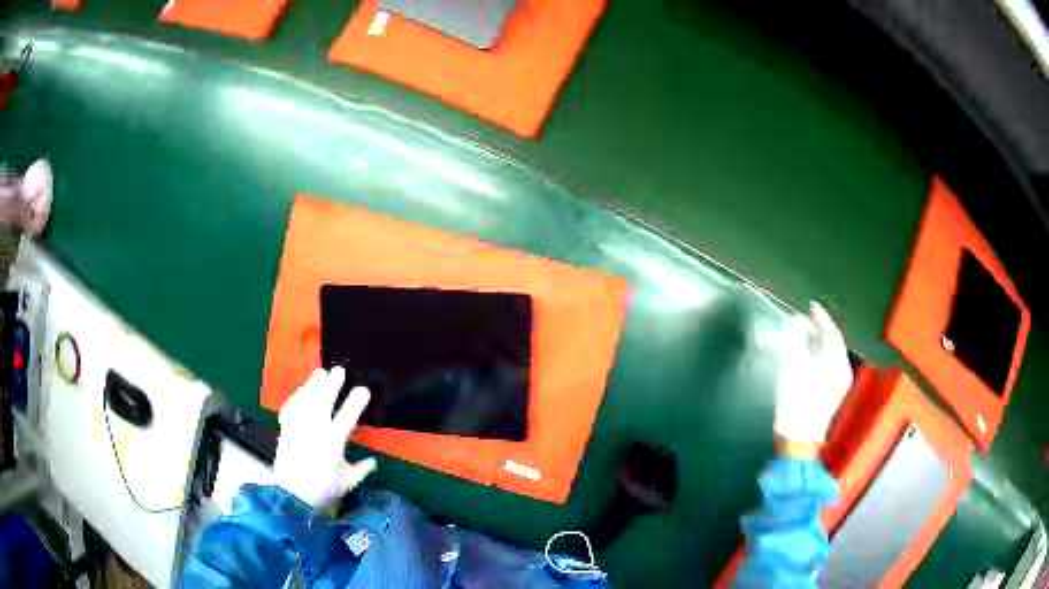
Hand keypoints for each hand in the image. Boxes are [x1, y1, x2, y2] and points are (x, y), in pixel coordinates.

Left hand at [273, 367, 376, 507]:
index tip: (363, 389)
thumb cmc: (323, 490)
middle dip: (332, 384)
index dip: (355, 402)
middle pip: (323, 401)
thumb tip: (374, 462)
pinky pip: (290, 408)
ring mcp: (298, 428)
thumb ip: (361, 470)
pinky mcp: (285, 430)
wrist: (292, 495)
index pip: (347, 417)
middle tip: (339, 370)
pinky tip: (300, 391)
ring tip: (320, 372)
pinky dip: (296, 397)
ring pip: (305, 400)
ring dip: (313, 385)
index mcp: (333, 443)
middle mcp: (314, 431)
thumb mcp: (347, 482)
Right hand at [773, 302, 853, 443]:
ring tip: (803, 337)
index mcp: (837, 360)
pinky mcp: (832, 395)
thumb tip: (796, 322)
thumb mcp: (793, 364)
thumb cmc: (797, 399)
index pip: (831, 331)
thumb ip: (796, 340)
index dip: (820, 317)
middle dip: (818, 330)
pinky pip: (829, 366)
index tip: (811, 306)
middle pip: (833, 342)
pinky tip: (807, 357)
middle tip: (803, 320)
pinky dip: (819, 357)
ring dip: (818, 344)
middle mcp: (843, 369)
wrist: (799, 438)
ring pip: (831, 355)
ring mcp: (839, 384)